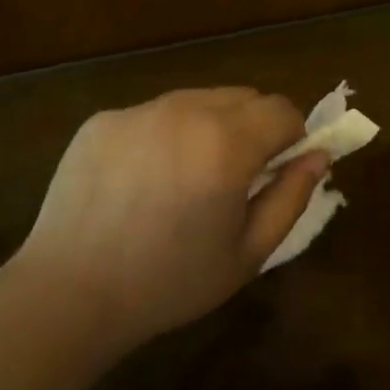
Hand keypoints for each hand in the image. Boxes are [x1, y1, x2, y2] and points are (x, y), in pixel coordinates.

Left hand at [10, 88, 328, 347]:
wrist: (70, 293)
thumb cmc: (170, 282)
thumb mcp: (248, 252)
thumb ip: (291, 197)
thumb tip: (319, 156)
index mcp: (226, 143)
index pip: (282, 109)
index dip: (292, 137)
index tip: (278, 169)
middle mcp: (184, 111)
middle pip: (243, 96)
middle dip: (253, 128)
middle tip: (234, 177)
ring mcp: (138, 111)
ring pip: (197, 99)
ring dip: (209, 126)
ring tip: (184, 178)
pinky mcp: (103, 120)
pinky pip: (152, 114)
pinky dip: (163, 135)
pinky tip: (141, 181)